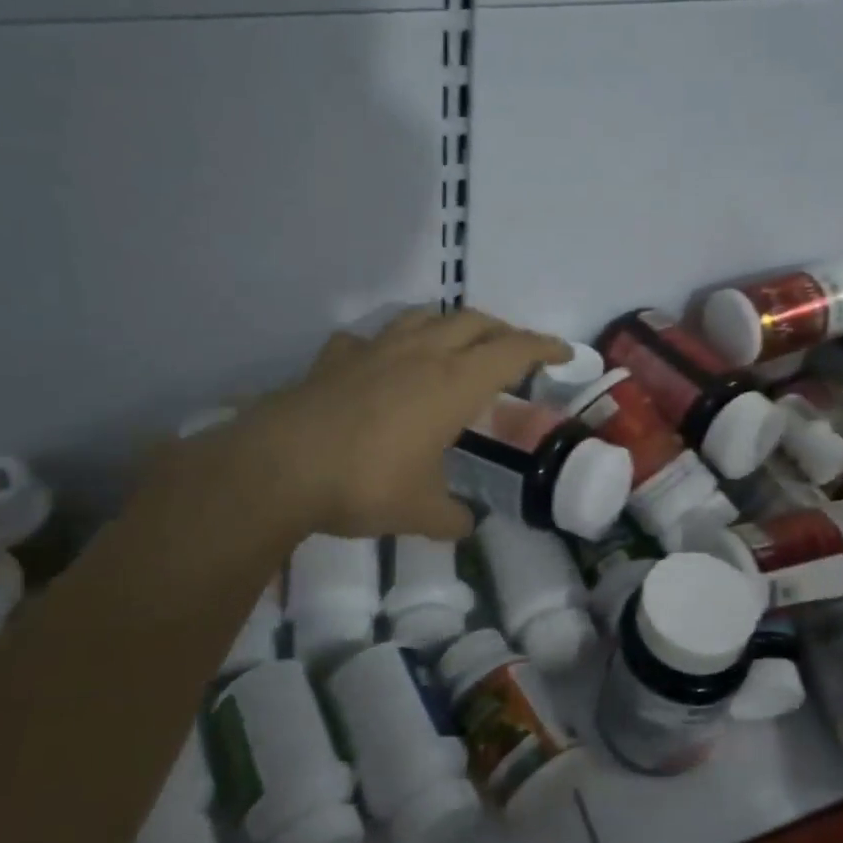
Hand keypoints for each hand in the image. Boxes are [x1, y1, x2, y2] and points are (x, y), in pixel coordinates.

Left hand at [155, 308, 567, 541]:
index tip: (564, 354)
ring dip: (449, 324)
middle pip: (473, 321)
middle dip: (502, 331)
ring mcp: (374, 350)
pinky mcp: (334, 359)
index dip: (544, 348)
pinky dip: (384, 345)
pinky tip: (378, 363)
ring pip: (423, 317)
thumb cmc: (364, 484)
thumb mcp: (419, 511)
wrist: (278, 468)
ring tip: (455, 344)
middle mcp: (420, 354)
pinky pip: (367, 339)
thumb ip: (450, 518)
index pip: (513, 351)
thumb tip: (464, 525)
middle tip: (514, 352)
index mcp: (454, 383)